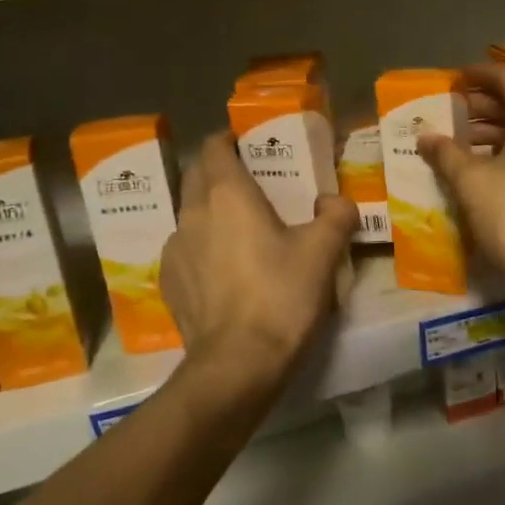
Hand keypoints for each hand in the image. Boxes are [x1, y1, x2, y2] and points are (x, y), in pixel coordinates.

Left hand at [161, 134, 356, 409]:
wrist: (237, 364)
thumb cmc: (281, 296)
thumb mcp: (323, 252)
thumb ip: (336, 215)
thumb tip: (335, 202)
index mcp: (227, 194)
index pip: (214, 147)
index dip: (230, 140)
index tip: (250, 146)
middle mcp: (193, 213)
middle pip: (197, 176)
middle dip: (219, 172)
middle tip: (253, 185)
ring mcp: (174, 249)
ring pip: (190, 214)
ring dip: (211, 212)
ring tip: (240, 231)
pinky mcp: (168, 282)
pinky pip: (185, 250)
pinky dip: (202, 248)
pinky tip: (225, 271)